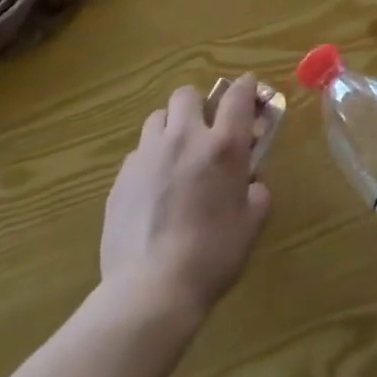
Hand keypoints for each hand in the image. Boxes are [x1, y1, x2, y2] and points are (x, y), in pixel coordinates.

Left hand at [100, 77, 271, 318]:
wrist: (150, 290)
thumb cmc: (212, 255)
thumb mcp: (251, 223)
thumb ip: (256, 193)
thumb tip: (251, 183)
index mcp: (223, 145)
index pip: (237, 95)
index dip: (246, 86)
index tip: (249, 88)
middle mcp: (184, 138)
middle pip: (187, 94)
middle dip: (199, 104)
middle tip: (206, 129)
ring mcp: (147, 156)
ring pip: (157, 118)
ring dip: (171, 127)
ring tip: (176, 155)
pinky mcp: (120, 178)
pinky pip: (138, 153)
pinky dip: (150, 160)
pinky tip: (154, 189)